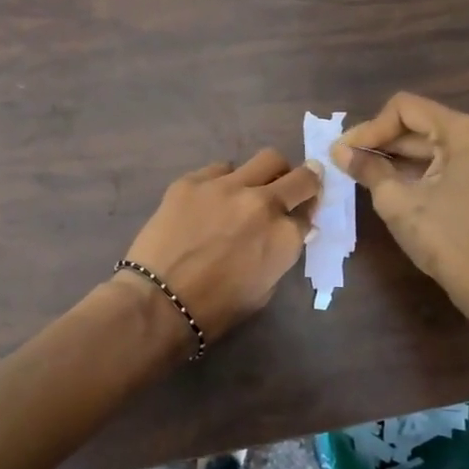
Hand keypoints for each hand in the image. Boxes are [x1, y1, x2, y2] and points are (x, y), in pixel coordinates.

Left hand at [121, 149, 321, 342]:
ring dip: (266, 174)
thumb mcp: (263, 290)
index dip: (305, 216)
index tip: (299, 216)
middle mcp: (262, 202)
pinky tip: (210, 197)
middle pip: (300, 177)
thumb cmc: (215, 309)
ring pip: (266, 159)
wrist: (159, 300)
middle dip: (304, 180)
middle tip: (294, 186)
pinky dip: (224, 180)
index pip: (308, 214)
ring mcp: (226, 186)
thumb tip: (286, 233)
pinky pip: (220, 168)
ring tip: (250, 188)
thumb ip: (279, 254)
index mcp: (284, 236)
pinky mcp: (193, 180)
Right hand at [332, 93, 468, 357]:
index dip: (370, 128)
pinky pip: (455, 165)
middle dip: (383, 143)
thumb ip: (368, 169)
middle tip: (347, 162)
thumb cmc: (446, 239)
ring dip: (401, 158)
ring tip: (366, 174)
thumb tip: (340, 152)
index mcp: (468, 132)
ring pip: (438, 147)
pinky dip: (425, 171)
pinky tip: (397, 186)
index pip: (406, 109)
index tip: (344, 152)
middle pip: (424, 126)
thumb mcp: (397, 202)